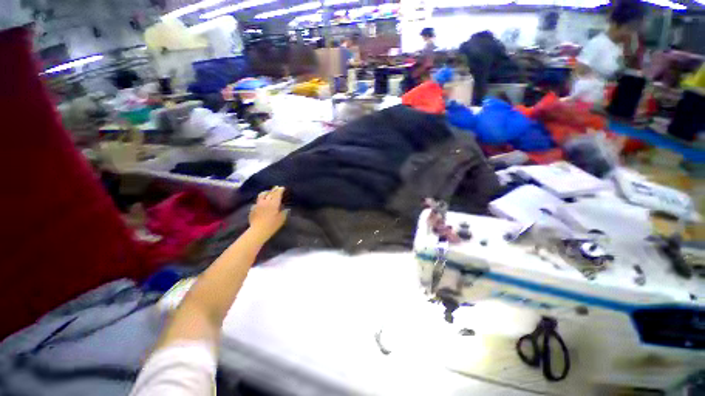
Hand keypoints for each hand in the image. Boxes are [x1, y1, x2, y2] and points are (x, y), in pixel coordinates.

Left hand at [249, 186, 287, 240]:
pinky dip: (261, 199)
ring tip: (269, 192)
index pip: (277, 194)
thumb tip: (286, 208)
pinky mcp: (253, 208)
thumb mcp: (282, 219)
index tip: (282, 187)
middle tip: (277, 187)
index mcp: (274, 203)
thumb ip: (284, 212)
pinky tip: (262, 202)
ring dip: (266, 192)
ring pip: (262, 195)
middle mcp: (265, 201)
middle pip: (270, 193)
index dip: (280, 190)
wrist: (258, 230)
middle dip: (274, 190)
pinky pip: (258, 201)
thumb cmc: (272, 225)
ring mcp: (258, 204)